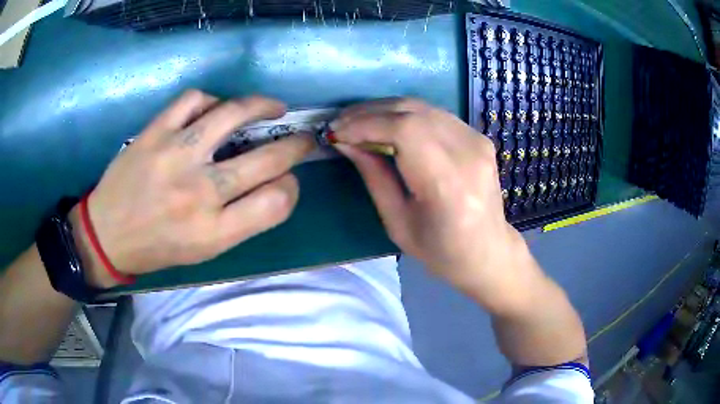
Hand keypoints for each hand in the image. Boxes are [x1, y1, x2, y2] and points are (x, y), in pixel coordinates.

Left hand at [70, 90, 313, 287]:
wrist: (107, 235)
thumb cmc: (157, 248)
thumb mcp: (204, 251)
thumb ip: (241, 220)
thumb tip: (273, 184)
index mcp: (214, 231)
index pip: (277, 202)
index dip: (292, 187)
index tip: (288, 180)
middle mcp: (199, 192)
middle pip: (267, 159)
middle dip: (296, 145)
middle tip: (301, 138)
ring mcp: (175, 156)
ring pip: (233, 114)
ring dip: (263, 106)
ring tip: (272, 106)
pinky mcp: (154, 133)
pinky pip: (193, 100)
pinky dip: (211, 100)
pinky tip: (213, 109)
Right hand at [332, 99, 541, 312]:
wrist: (489, 252)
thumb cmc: (441, 251)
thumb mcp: (398, 223)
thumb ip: (374, 176)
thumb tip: (345, 141)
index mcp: (448, 185)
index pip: (404, 130)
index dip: (365, 124)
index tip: (336, 132)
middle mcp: (468, 154)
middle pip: (412, 111)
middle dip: (369, 112)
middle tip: (341, 123)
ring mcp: (478, 141)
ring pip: (422, 107)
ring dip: (385, 109)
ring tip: (358, 122)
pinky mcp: (479, 137)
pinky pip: (435, 114)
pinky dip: (406, 114)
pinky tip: (388, 125)